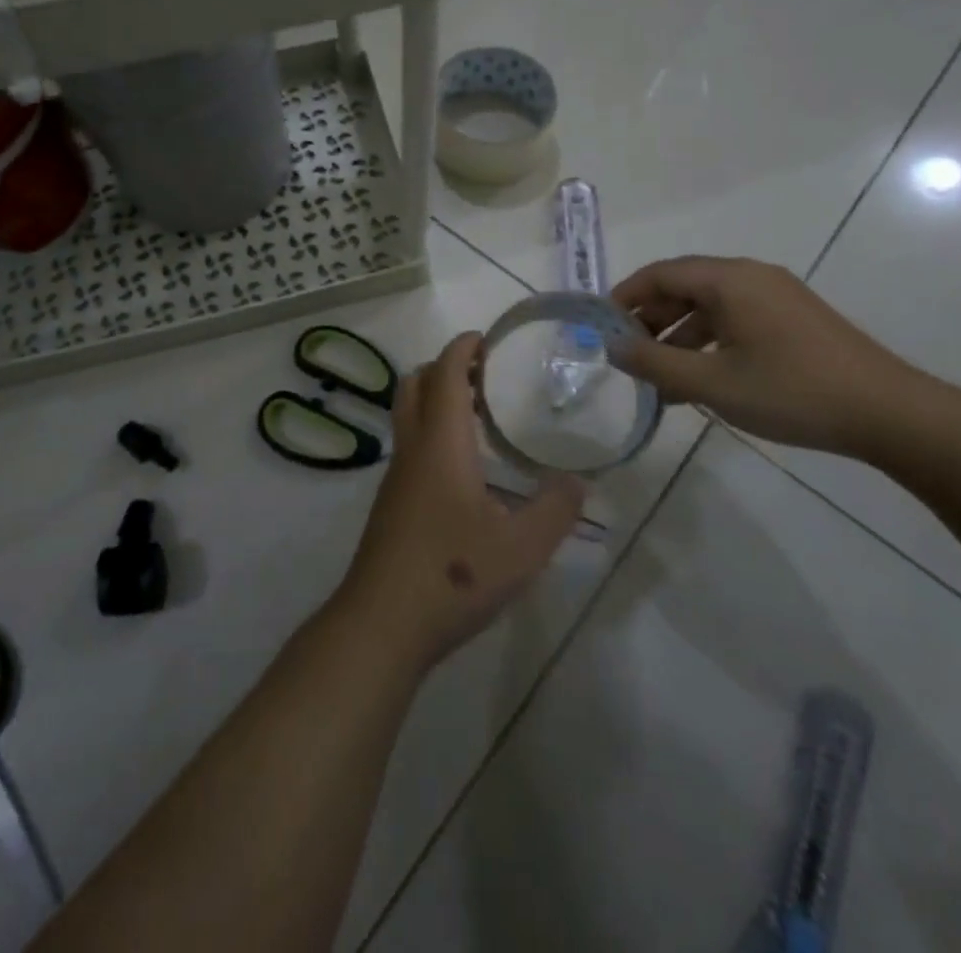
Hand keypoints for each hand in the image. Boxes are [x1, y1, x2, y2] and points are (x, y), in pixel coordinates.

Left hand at [334, 332, 585, 671]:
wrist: (382, 623)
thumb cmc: (453, 574)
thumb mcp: (522, 549)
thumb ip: (555, 510)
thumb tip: (578, 481)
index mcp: (441, 444)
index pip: (445, 375)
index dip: (461, 349)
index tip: (484, 338)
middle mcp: (412, 449)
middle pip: (415, 385)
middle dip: (443, 367)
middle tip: (482, 374)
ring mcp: (396, 477)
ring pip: (407, 416)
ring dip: (435, 400)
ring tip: (479, 415)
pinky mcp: (390, 504)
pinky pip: (410, 446)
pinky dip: (431, 432)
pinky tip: (463, 469)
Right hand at [610, 256, 926, 457]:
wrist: (890, 414)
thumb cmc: (792, 392)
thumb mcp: (713, 383)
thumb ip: (655, 364)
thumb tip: (613, 349)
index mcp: (730, 280)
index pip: (660, 274)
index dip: (625, 297)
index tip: (601, 328)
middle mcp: (751, 278)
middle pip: (683, 287)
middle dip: (649, 320)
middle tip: (627, 356)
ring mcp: (775, 298)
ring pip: (708, 307)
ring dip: (677, 337)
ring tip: (658, 380)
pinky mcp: (792, 321)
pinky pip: (733, 321)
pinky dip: (706, 344)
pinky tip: (698, 382)